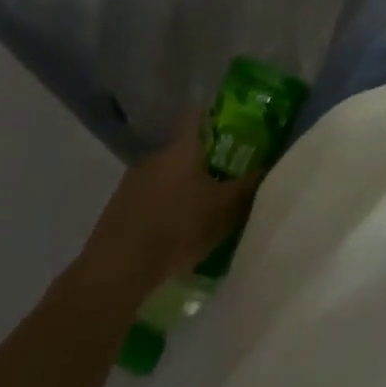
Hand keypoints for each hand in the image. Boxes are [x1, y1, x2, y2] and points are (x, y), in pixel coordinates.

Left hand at [76, 121, 260, 291]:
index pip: (200, 115)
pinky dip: (163, 209)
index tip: (234, 128)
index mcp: (182, 146)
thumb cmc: (177, 228)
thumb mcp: (224, 210)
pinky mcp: (118, 209)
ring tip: (200, 210)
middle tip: (225, 177)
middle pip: (185, 149)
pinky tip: (173, 233)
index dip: (218, 117)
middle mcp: (156, 155)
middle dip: (204, 161)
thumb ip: (248, 187)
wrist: (116, 271)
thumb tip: (269, 167)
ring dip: (182, 187)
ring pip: (166, 175)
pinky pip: (150, 199)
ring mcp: (133, 181)